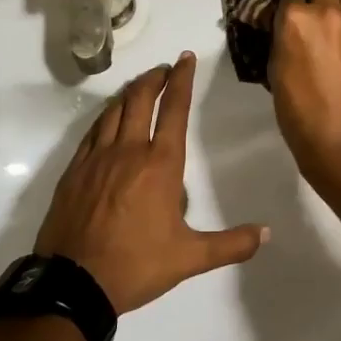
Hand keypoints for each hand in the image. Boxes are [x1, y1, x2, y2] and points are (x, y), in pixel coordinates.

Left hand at [35, 51, 267, 312]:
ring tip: (140, 86)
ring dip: (129, 93)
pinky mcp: (74, 171)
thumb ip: (231, 244)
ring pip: (113, 111)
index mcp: (160, 165)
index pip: (174, 110)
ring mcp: (96, 158)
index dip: (181, 80)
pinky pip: (92, 132)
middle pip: (140, 100)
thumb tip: (267, 234)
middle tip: (165, 69)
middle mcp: (127, 151)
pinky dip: (105, 116)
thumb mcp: (190, 258)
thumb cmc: (136, 265)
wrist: (73, 282)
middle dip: (154, 79)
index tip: (185, 58)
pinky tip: (108, 119)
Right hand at [269, 0, 340, 180]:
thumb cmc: (299, 114)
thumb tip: (287, 31)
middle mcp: (328, 11)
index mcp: (295, 19)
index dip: (287, 4)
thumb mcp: (276, 72)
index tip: (286, 16)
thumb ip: (283, 41)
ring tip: (333, 32)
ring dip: (337, 7)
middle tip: (311, 11)